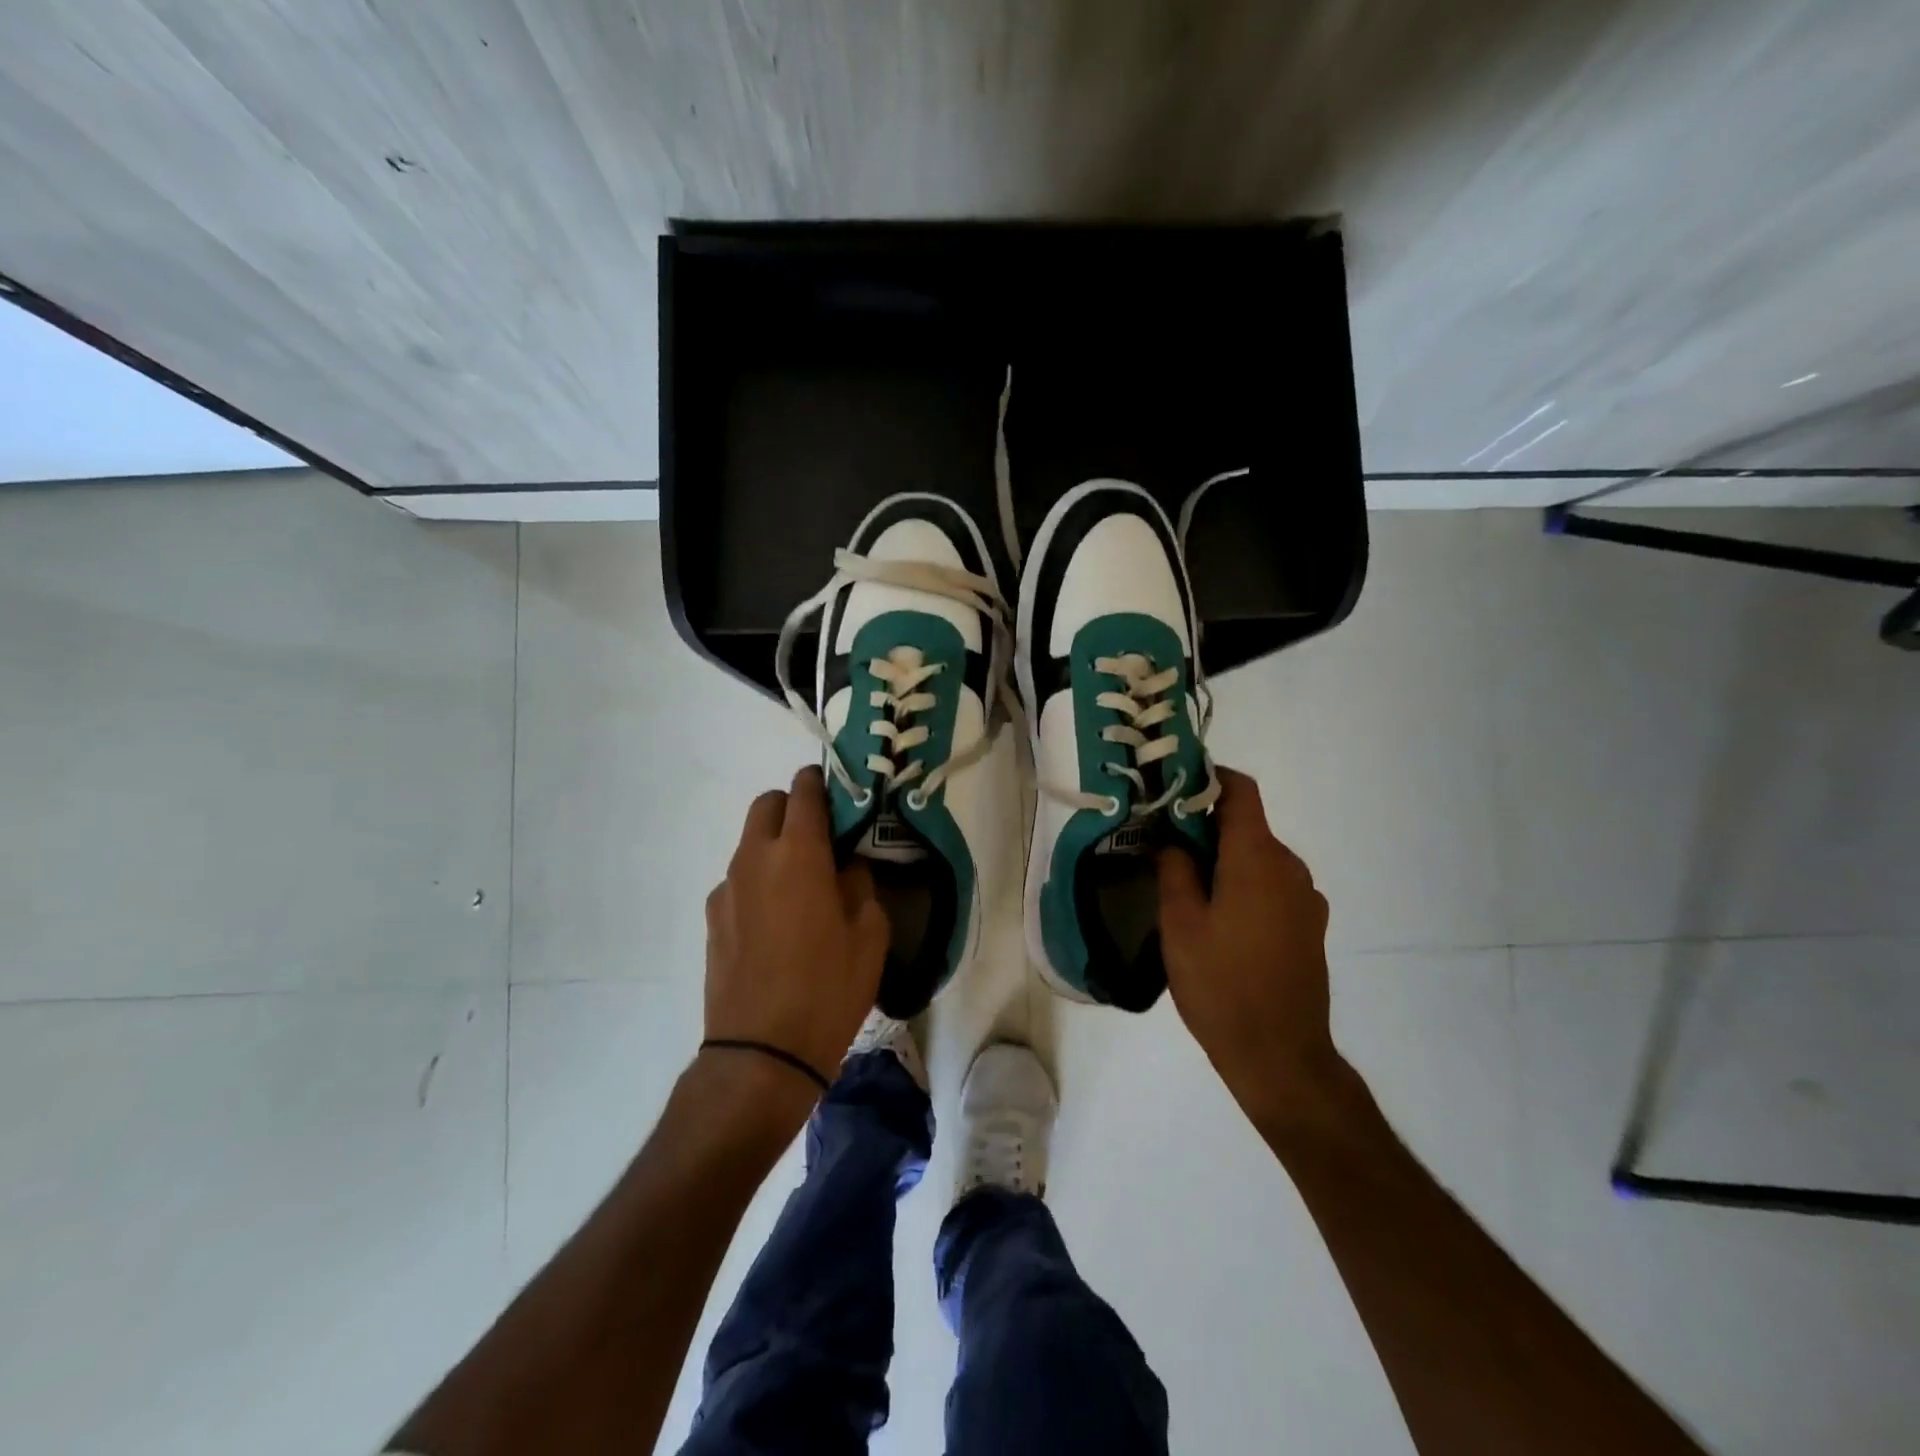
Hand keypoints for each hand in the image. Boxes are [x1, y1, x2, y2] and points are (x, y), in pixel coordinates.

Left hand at [703, 766, 889, 1095]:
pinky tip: (775, 922)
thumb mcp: (869, 935)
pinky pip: (739, 879)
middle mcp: (756, 858)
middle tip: (822, 839)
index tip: (840, 794)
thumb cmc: (828, 989)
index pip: (805, 791)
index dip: (823, 783)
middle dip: (794, 807)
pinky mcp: (712, 917)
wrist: (761, 1052)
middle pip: (768, 804)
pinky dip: (759, 881)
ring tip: (801, 886)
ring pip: (751, 841)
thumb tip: (846, 867)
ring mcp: (727, 887)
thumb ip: (859, 885)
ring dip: (776, 845)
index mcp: (799, 853)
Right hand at [1158, 767, 1345, 1129]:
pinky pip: (1272, 886)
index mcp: (1257, 858)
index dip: (1207, 778)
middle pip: (1247, 825)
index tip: (1172, 788)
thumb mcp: (1180, 924)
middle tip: (1162, 846)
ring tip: (1186, 889)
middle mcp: (1290, 867)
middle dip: (1205, 826)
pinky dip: (1243, 885)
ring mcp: (1306, 898)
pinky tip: (1218, 921)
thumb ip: (1174, 870)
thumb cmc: (1221, 984)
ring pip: (1258, 858)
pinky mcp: (1310, 926)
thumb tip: (1170, 839)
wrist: (1281, 1056)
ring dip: (1223, 860)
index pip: (1240, 790)